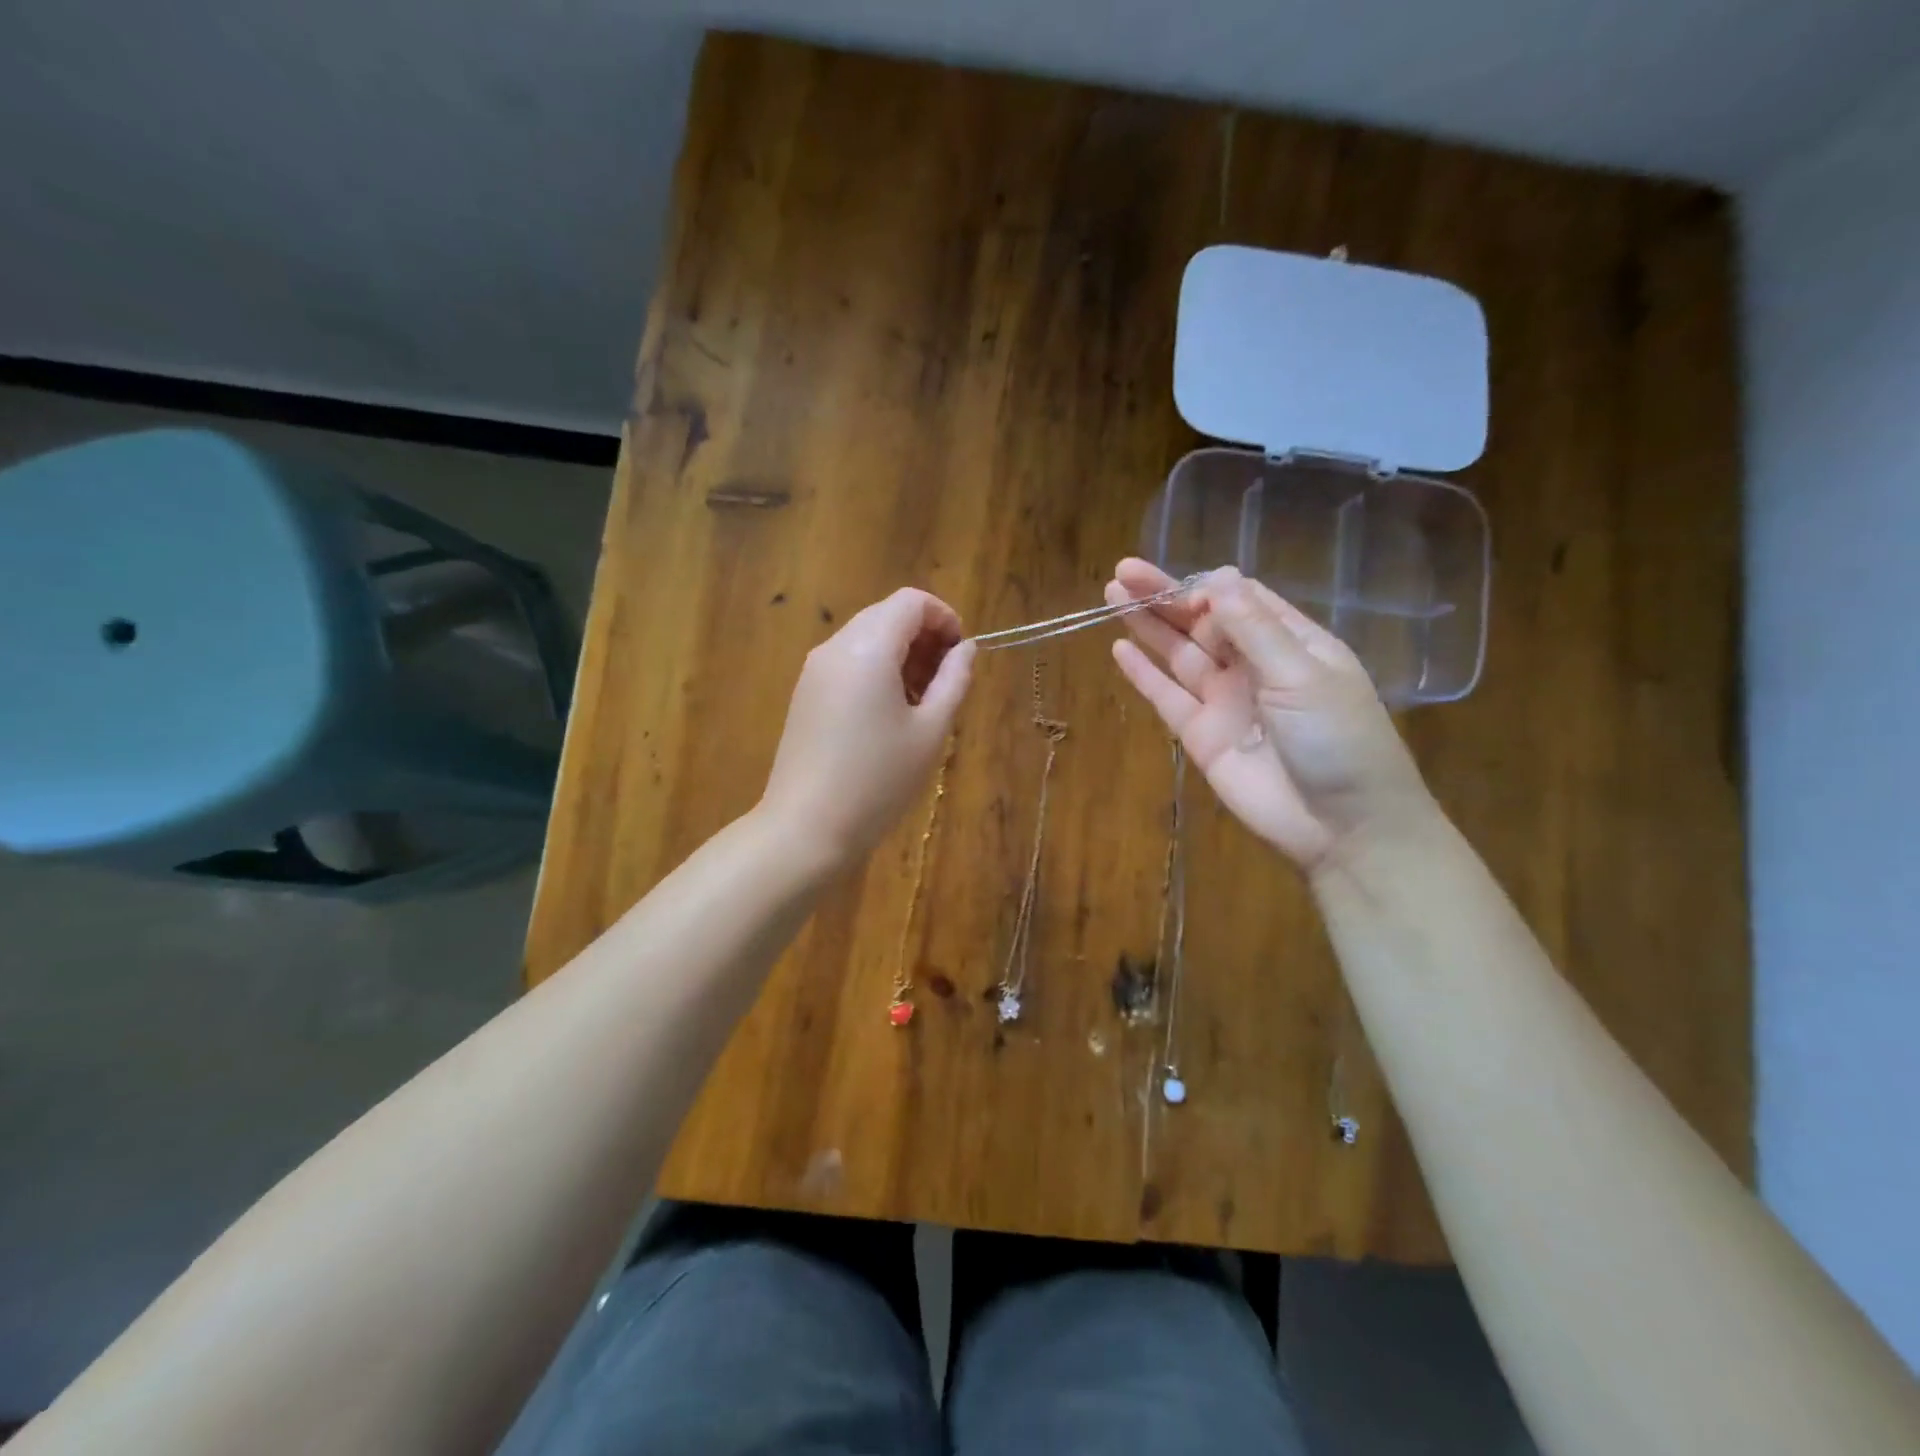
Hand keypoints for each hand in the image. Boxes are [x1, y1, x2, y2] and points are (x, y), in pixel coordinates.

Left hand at [759, 587, 974, 867]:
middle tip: (946, 683)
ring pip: (867, 639)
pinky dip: (876, 672)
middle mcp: (835, 647)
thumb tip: (966, 648)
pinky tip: (889, 717)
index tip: (961, 656)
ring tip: (922, 704)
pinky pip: (848, 664)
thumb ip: (954, 680)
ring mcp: (814, 671)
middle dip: (924, 638)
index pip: (911, 602)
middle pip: (887, 616)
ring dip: (901, 656)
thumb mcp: (930, 731)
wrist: (806, 828)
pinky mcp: (805, 695)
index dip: (945, 618)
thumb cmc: (878, 781)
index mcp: (867, 648)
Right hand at [1106, 560, 1433, 873]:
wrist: (1341, 825)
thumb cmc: (1338, 740)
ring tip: (1113, 596)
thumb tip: (1217, 577)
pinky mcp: (1201, 735)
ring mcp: (1224, 701)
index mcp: (1290, 644)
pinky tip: (1120, 649)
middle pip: (1202, 623)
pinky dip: (1144, 675)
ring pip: (1179, 654)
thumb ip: (1254, 629)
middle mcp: (1253, 666)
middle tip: (1123, 572)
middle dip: (1165, 597)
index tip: (1179, 586)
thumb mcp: (1301, 675)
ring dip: (1149, 626)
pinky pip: (1167, 697)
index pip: (1241, 601)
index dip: (1206, 588)